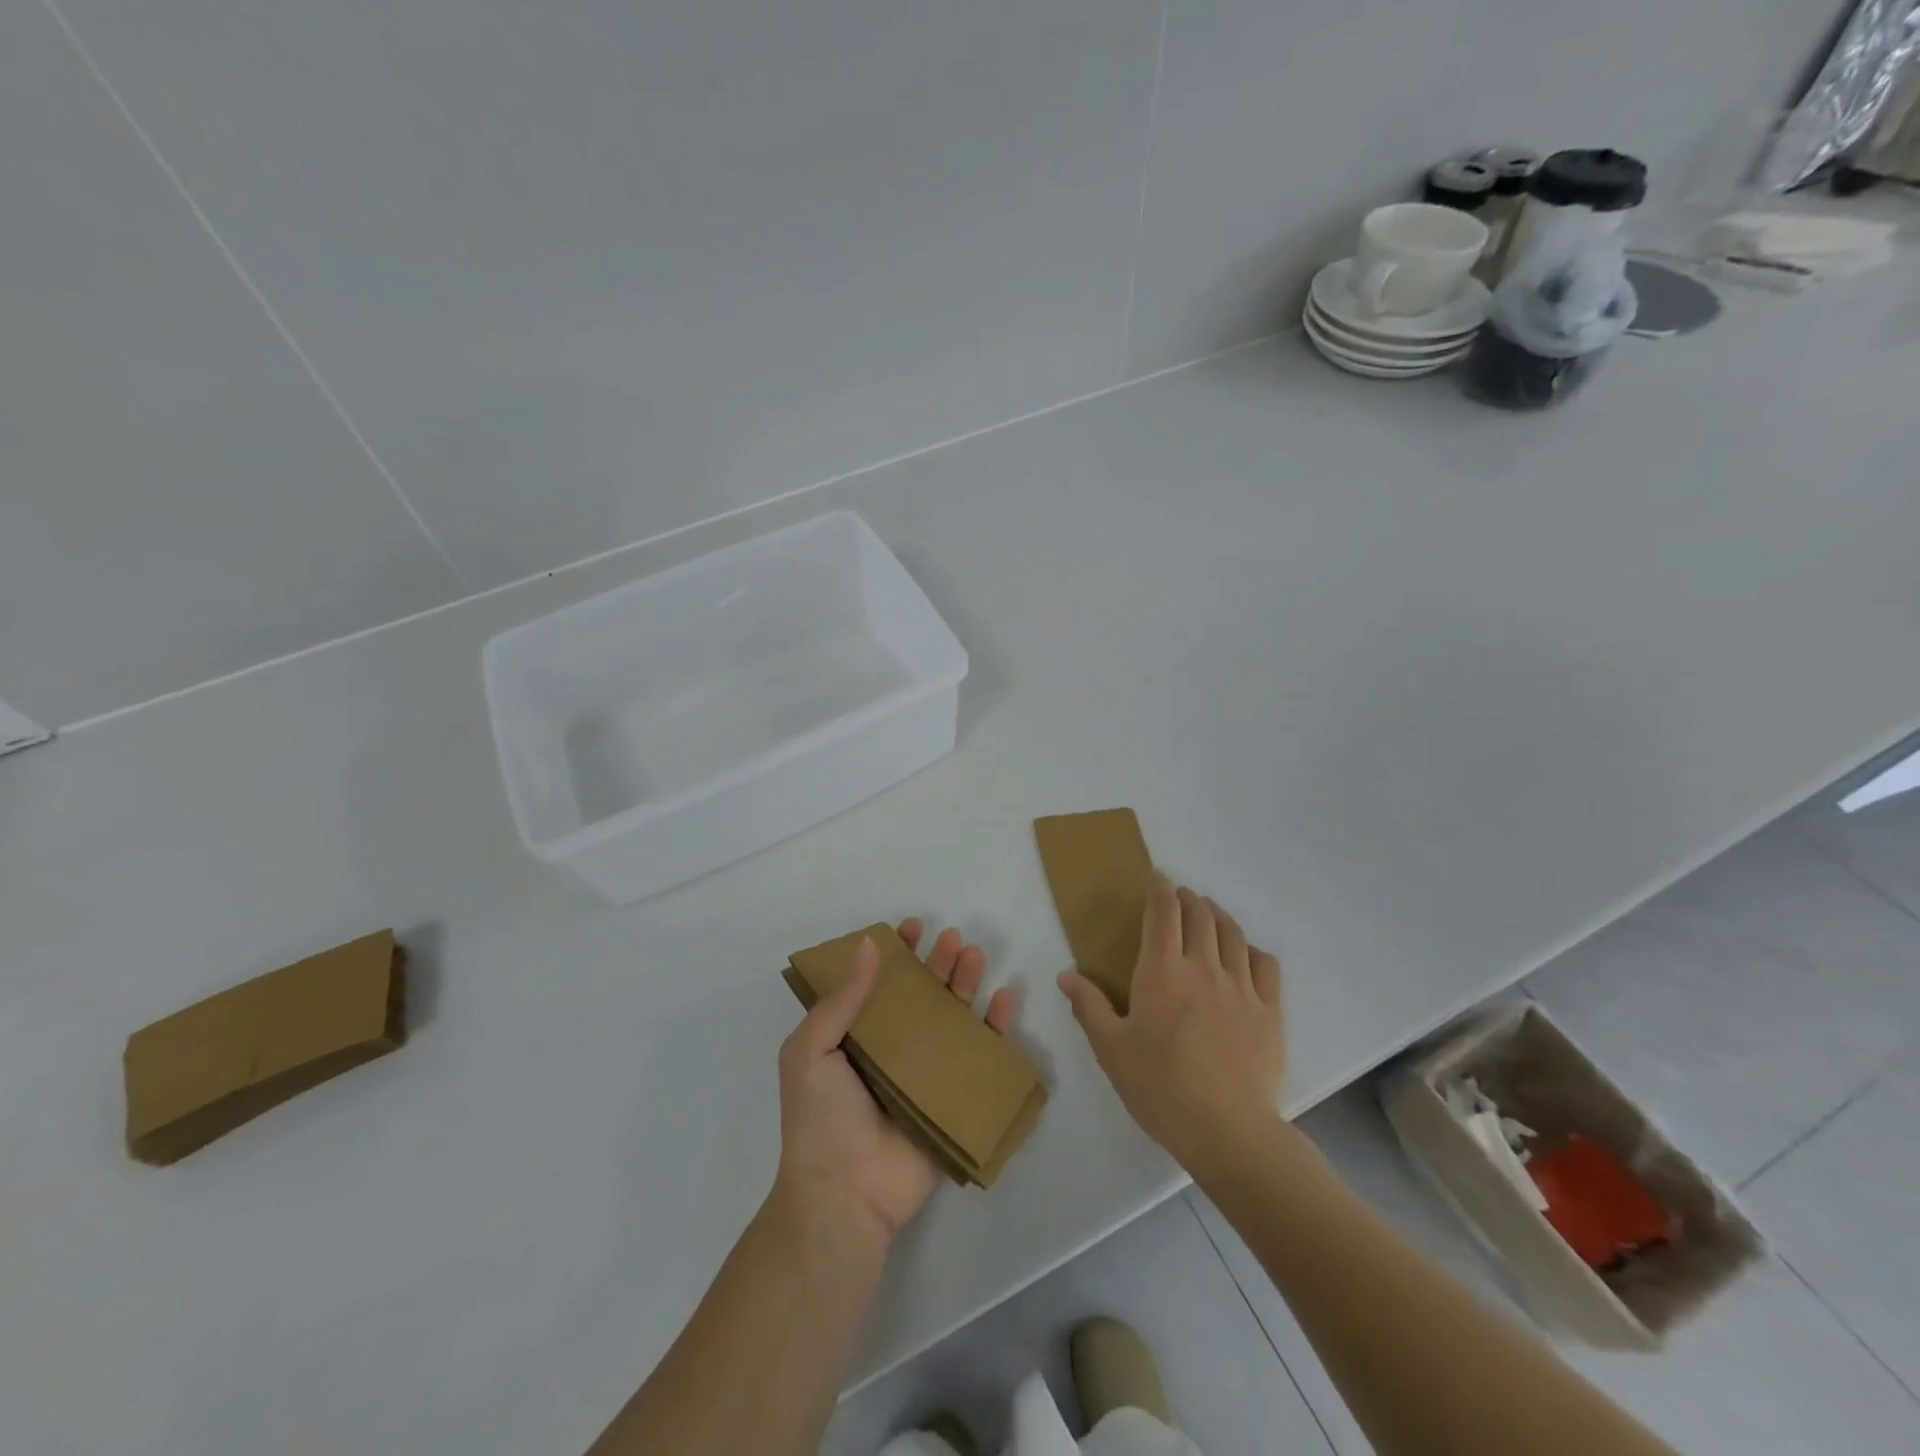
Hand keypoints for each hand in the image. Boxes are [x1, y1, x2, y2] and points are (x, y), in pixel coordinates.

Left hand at [774, 919, 1015, 1243]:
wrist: (845, 1195)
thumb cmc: (821, 1118)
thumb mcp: (811, 1050)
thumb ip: (841, 1000)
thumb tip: (869, 945)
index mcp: (855, 1036)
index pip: (880, 983)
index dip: (897, 954)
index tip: (913, 928)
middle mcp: (892, 1049)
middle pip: (922, 995)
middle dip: (938, 963)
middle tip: (954, 939)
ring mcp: (925, 1073)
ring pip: (952, 1018)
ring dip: (966, 984)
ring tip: (976, 956)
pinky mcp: (954, 1098)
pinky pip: (980, 1057)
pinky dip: (995, 1028)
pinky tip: (1004, 1000)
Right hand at [1057, 873, 1284, 1178]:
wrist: (1228, 1130)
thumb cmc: (1161, 1087)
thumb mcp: (1112, 1050)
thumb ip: (1089, 1007)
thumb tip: (1066, 975)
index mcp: (1162, 972)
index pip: (1163, 913)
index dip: (1160, 889)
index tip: (1157, 877)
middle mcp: (1204, 967)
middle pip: (1200, 916)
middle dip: (1188, 899)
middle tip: (1180, 896)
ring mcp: (1242, 987)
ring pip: (1233, 934)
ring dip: (1218, 915)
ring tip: (1209, 913)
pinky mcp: (1270, 1011)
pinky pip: (1265, 964)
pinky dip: (1252, 949)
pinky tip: (1245, 955)